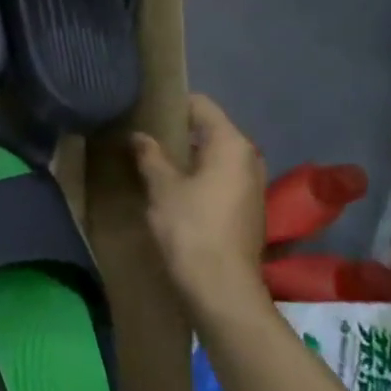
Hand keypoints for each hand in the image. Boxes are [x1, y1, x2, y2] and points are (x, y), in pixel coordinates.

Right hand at [131, 93, 266, 299]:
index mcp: (231, 144)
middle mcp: (248, 158)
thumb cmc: (190, 227)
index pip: (201, 105)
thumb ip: (150, 155)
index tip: (142, 108)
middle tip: (141, 134)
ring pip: (213, 157)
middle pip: (209, 130)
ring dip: (185, 156)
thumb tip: (139, 136)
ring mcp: (250, 186)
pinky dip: (195, 177)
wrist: (220, 288)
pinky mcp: (245, 210)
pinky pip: (218, 179)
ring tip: (150, 159)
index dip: (171, 103)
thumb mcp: (161, 186)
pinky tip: (169, 188)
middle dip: (177, 131)